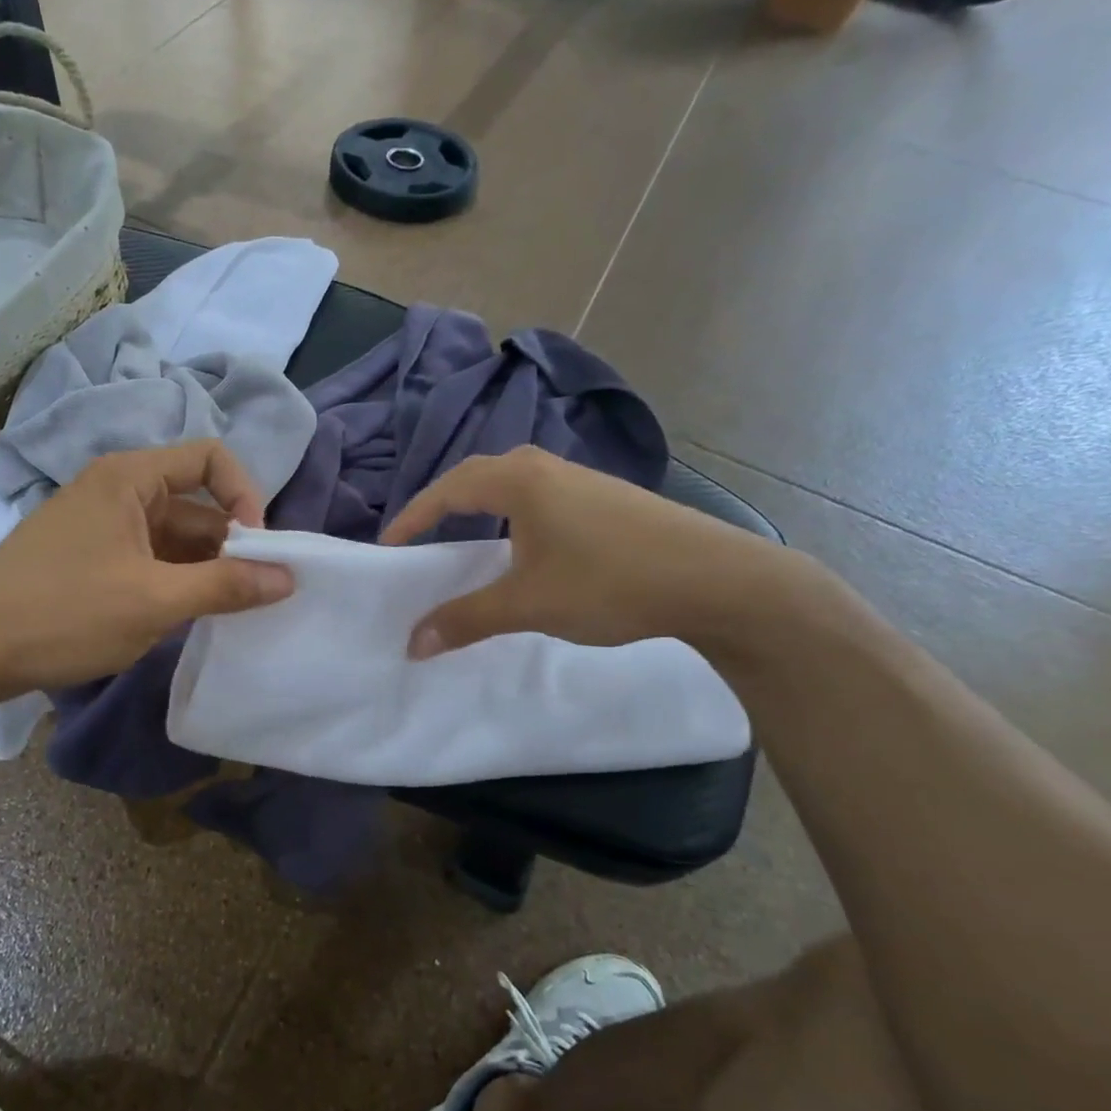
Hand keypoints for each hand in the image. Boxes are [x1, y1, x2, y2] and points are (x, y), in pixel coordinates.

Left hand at [0, 441, 293, 702]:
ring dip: (203, 568)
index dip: (246, 496)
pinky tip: (185, 617)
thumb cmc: (62, 614)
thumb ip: (226, 586)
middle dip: (229, 544)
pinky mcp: (88, 558)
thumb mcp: (153, 601)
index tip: (258, 549)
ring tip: (225, 612)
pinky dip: (173, 581)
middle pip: (195, 501)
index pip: (211, 458)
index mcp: (130, 478)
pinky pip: (147, 557)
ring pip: (172, 536)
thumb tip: (288, 577)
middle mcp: (116, 490)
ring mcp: (99, 525)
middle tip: (253, 594)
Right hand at [381, 447, 802, 657]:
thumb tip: (412, 643)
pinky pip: (541, 495)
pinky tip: (527, 543)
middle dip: (443, 503)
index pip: (447, 489)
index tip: (389, 545)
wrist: (721, 580)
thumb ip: (466, 619)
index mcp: (520, 480)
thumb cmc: (611, 582)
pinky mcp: (608, 497)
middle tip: (422, 535)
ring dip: (481, 504)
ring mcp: (582, 478)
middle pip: (477, 475)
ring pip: (512, 482)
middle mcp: (547, 468)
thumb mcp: (528, 605)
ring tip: (466, 536)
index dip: (412, 517)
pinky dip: (514, 512)